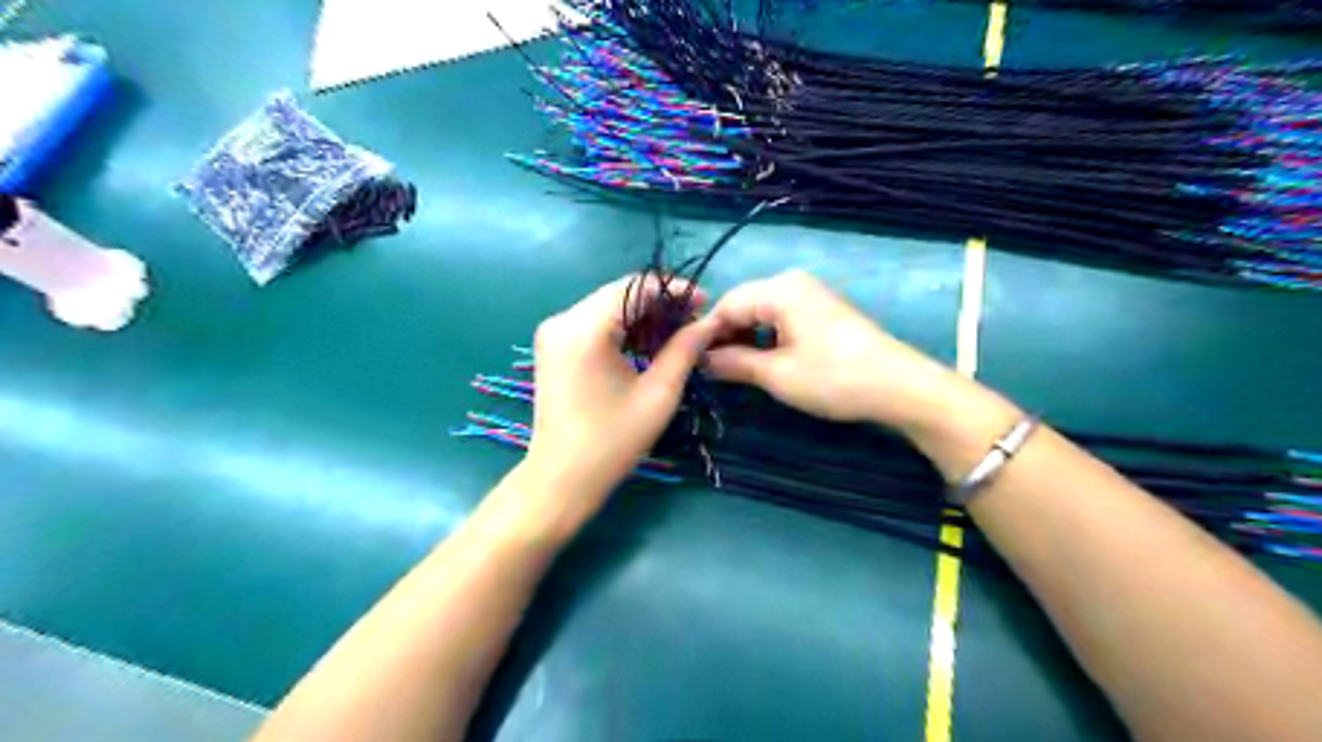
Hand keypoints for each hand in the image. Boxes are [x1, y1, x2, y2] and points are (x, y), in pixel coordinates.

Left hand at [524, 279, 719, 504]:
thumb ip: (684, 350)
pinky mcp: (552, 346)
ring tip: (674, 336)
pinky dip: (621, 328)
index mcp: (585, 328)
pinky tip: (644, 346)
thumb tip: (709, 322)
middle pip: (620, 293)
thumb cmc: (612, 441)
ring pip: (607, 306)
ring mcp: (553, 332)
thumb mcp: (658, 394)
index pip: (635, 286)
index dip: (674, 290)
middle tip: (694, 322)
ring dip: (641, 316)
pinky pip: (593, 323)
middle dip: (659, 303)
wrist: (561, 479)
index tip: (704, 304)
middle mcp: (562, 320)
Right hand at [708, 270, 968, 430]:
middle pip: (743, 305)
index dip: (705, 334)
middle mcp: (793, 283)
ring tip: (732, 370)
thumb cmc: (834, 378)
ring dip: (744, 339)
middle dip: (725, 336)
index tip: (690, 362)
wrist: (899, 387)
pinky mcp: (822, 312)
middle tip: (709, 370)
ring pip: (761, 313)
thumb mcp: (777, 374)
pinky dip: (766, 339)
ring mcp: (810, 296)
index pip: (726, 304)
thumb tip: (701, 361)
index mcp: (779, 289)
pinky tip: (761, 362)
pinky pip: (781, 319)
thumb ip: (734, 363)